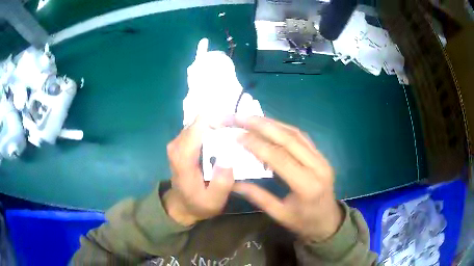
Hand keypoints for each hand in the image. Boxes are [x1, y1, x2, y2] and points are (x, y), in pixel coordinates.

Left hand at [164, 117, 233, 225]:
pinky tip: (222, 138)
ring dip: (216, 125)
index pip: (198, 127)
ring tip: (233, 134)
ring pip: (199, 123)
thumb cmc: (199, 203)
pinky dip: (211, 129)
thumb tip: (228, 158)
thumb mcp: (214, 201)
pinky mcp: (180, 142)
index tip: (237, 124)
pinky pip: (197, 128)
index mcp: (183, 159)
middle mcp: (177, 145)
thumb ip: (221, 183)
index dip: (218, 121)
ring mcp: (177, 142)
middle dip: (220, 122)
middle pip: (200, 121)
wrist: (182, 205)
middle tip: (239, 131)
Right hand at [232, 116, 342, 241]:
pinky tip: (269, 125)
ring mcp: (321, 158)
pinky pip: (301, 137)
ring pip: (295, 134)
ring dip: (272, 123)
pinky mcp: (321, 155)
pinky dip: (283, 128)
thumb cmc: (304, 222)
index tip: (237, 135)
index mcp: (307, 185)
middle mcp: (317, 166)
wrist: (328, 221)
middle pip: (288, 139)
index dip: (257, 145)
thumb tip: (233, 182)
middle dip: (262, 125)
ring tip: (251, 117)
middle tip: (241, 117)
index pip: (280, 158)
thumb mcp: (280, 215)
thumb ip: (258, 196)